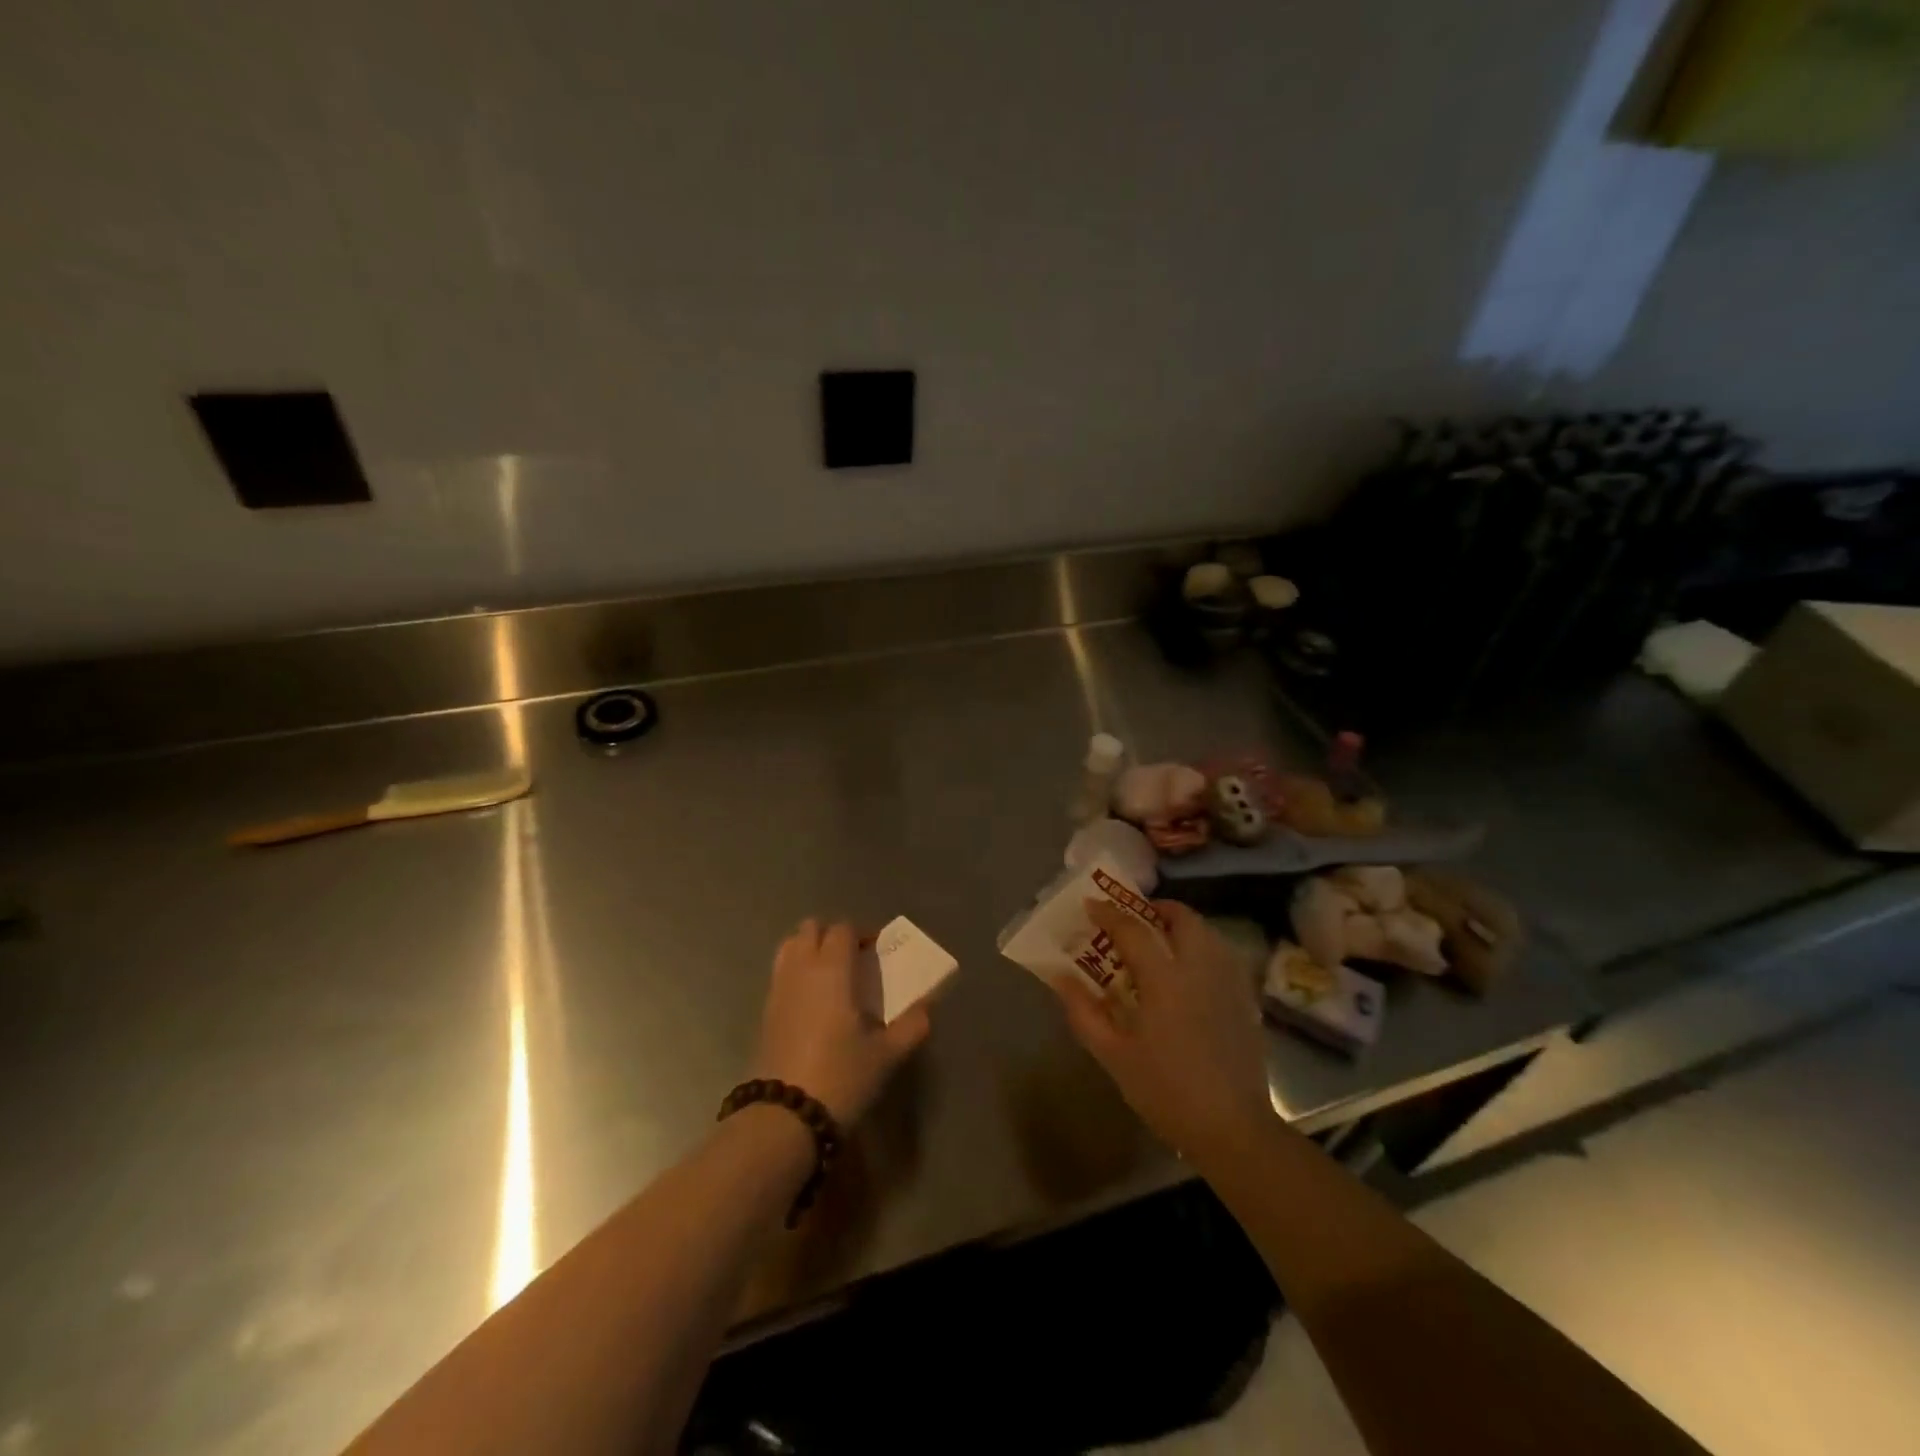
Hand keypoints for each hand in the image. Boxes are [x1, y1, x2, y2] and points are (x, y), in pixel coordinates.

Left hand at [751, 919, 930, 1125]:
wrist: (785, 1117)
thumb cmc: (841, 1076)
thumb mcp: (886, 1055)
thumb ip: (912, 1026)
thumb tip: (928, 1007)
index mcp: (833, 970)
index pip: (843, 929)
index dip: (862, 933)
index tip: (877, 949)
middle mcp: (802, 969)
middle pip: (810, 928)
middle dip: (832, 934)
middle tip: (854, 957)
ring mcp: (778, 988)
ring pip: (789, 946)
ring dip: (810, 948)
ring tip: (831, 974)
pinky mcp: (764, 1011)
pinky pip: (780, 972)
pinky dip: (796, 971)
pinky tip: (813, 1000)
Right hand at [1052, 899, 1271, 1156]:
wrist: (1232, 1128)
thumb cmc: (1166, 1091)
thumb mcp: (1114, 1056)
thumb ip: (1084, 1012)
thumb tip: (1061, 978)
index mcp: (1164, 979)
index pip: (1132, 930)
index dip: (1108, 914)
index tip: (1090, 906)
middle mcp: (1199, 969)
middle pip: (1182, 918)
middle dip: (1157, 909)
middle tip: (1135, 918)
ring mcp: (1228, 983)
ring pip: (1208, 933)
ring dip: (1182, 926)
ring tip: (1161, 941)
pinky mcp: (1245, 1000)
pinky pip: (1223, 956)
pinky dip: (1203, 948)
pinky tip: (1190, 972)